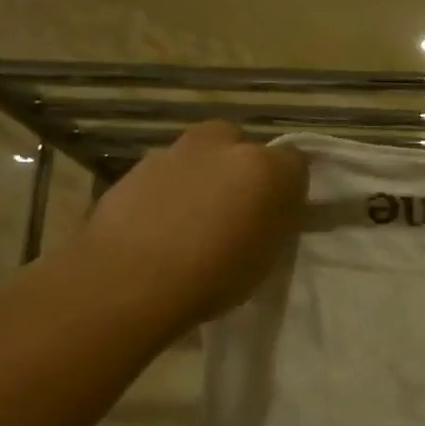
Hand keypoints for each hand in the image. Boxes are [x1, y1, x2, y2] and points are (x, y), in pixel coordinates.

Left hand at [80, 121, 307, 329]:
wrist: (129, 281)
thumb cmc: (213, 278)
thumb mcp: (266, 258)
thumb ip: (275, 221)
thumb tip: (273, 208)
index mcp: (265, 168)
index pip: (295, 162)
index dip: (288, 187)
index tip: (278, 214)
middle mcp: (223, 147)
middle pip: (242, 145)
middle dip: (241, 168)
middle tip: (234, 208)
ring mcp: (175, 152)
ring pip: (201, 154)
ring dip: (204, 175)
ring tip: (193, 218)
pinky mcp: (136, 166)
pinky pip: (166, 171)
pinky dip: (170, 188)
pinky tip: (161, 223)